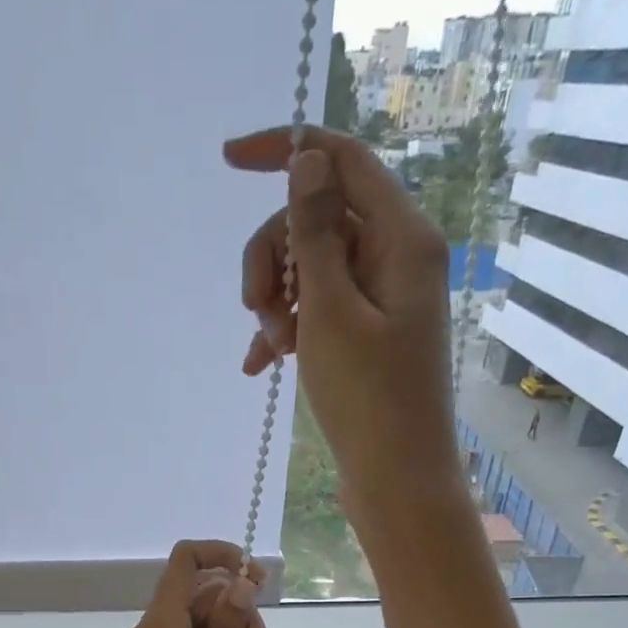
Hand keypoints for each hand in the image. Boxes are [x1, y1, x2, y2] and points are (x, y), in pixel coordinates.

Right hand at [224, 126, 463, 520]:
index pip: (342, 161)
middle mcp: (396, 256)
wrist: (397, 478)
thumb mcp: (330, 312)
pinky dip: (287, 328)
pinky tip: (261, 365)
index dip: (286, 150)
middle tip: (256, 310)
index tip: (226, 161)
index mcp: (401, 237)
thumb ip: (314, 233)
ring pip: (310, 267)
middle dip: (274, 258)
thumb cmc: (368, 398)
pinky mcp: (367, 333)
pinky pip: (317, 308)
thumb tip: (307, 159)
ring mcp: (381, 297)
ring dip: (276, 300)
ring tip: (268, 348)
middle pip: (317, 219)